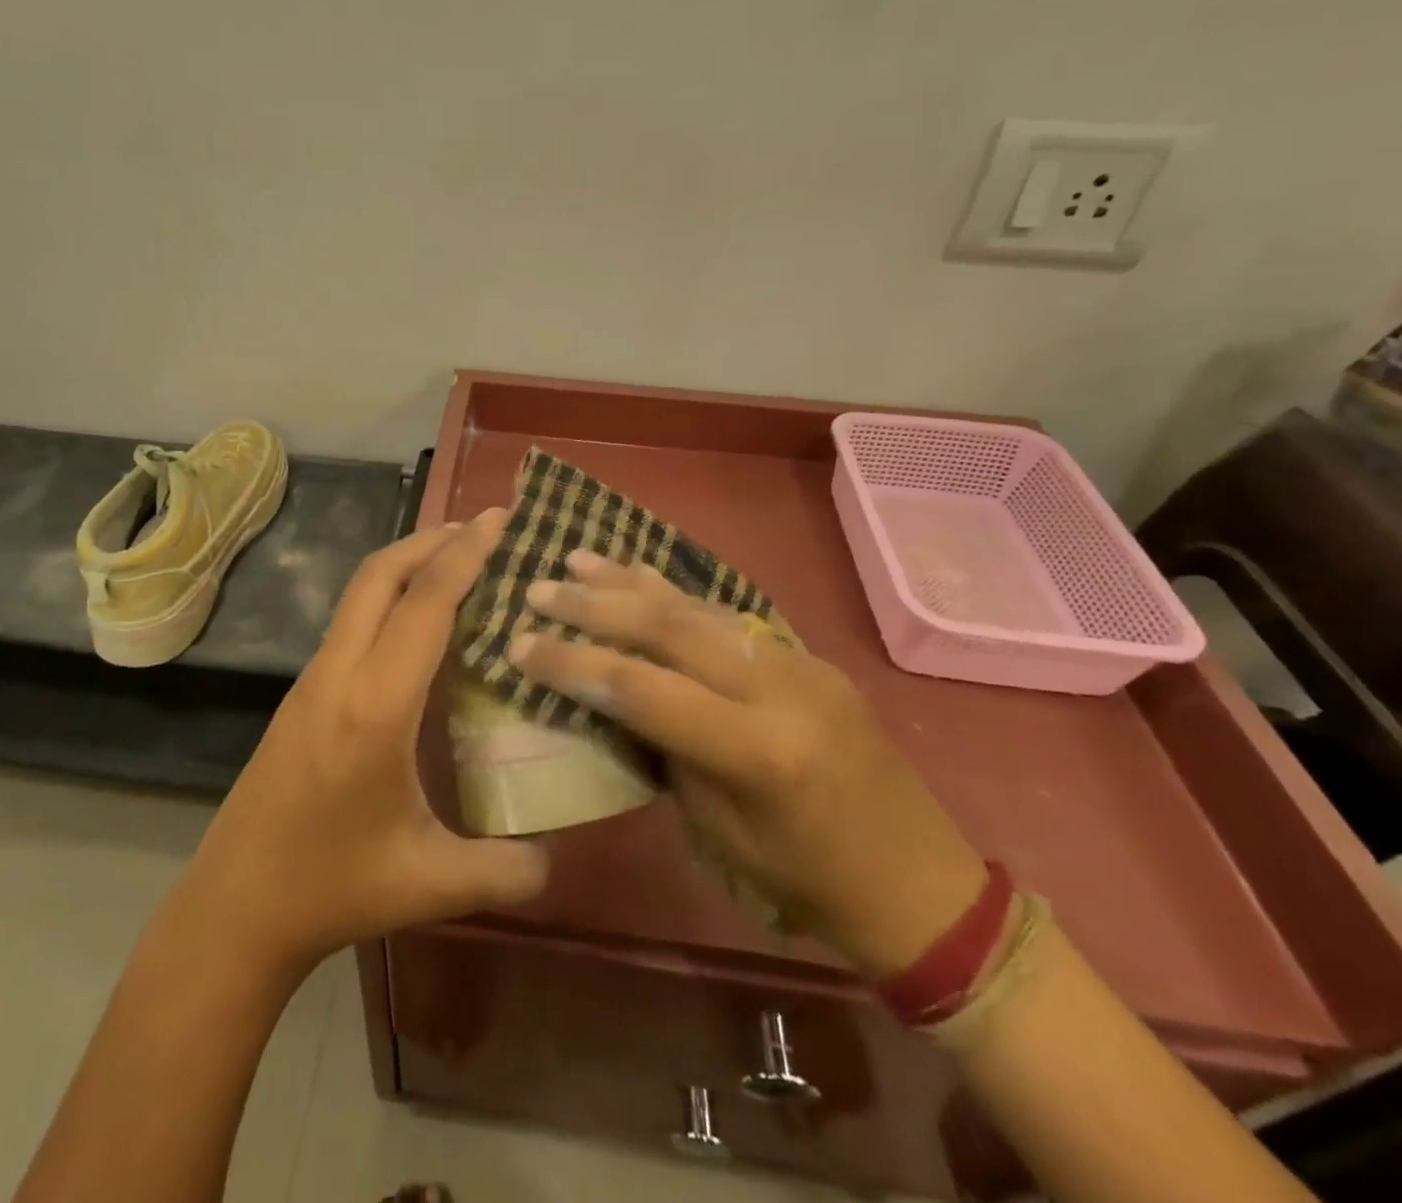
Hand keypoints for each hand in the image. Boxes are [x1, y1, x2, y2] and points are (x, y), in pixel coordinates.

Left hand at [181, 512, 549, 972]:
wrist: (236, 905)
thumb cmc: (332, 887)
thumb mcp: (431, 885)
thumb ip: (507, 870)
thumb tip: (559, 854)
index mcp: (375, 705)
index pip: (425, 603)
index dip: (466, 554)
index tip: (501, 518)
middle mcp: (340, 673)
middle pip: (381, 573)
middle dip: (433, 539)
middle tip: (486, 529)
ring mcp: (314, 678)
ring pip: (361, 591)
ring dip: (409, 563)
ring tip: (460, 562)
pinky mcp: (303, 691)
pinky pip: (353, 619)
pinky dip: (391, 595)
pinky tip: (422, 623)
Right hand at [510, 552, 986, 978]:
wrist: (923, 885)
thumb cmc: (809, 883)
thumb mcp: (720, 832)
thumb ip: (668, 751)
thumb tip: (617, 697)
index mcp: (756, 750)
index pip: (642, 689)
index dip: (573, 663)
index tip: (519, 645)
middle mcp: (778, 689)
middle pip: (668, 629)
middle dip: (594, 605)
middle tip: (539, 587)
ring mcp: (799, 664)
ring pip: (699, 607)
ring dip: (631, 582)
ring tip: (578, 558)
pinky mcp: (808, 657)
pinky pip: (729, 616)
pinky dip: (676, 594)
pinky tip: (641, 575)